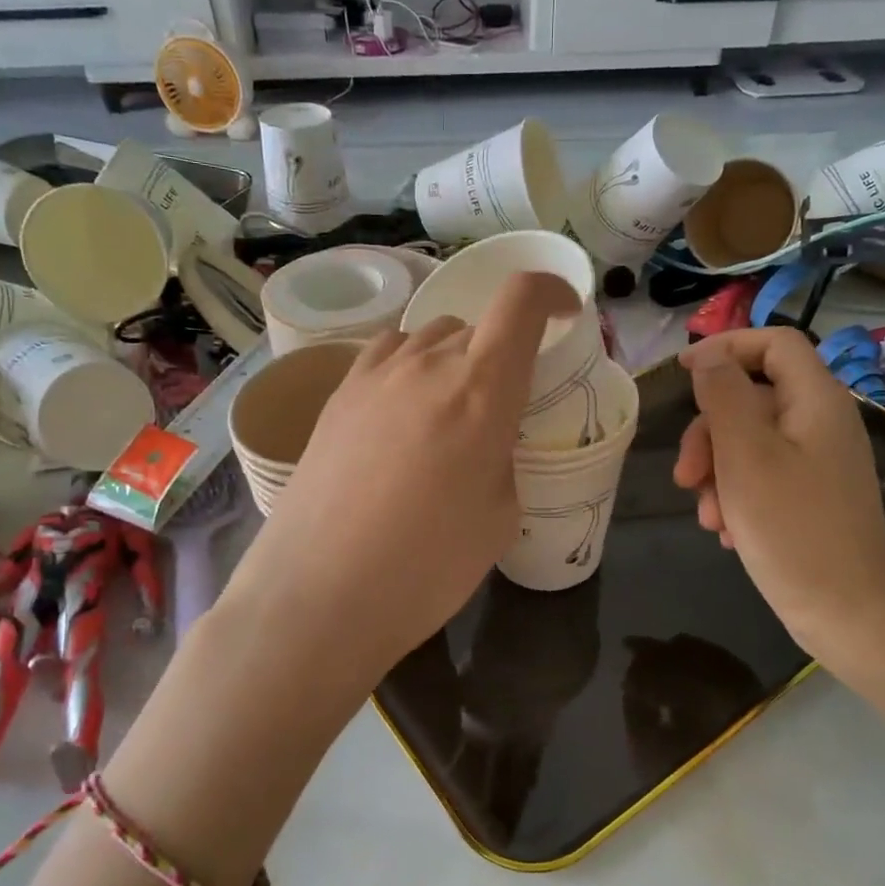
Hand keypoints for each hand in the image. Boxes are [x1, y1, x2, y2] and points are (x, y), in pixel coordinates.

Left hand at [220, 271, 578, 683]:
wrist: (320, 593)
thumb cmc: (426, 566)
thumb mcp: (499, 517)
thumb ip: (501, 457)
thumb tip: (482, 441)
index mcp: (482, 389)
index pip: (522, 301)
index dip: (551, 292)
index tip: (564, 313)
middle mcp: (427, 364)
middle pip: (476, 326)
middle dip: (501, 354)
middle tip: (500, 406)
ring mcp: (373, 375)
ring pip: (428, 337)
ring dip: (452, 360)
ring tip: (448, 412)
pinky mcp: (336, 395)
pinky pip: (386, 355)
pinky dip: (409, 367)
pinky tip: (402, 413)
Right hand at [674, 328, 884, 656]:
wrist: (846, 612)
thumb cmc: (792, 529)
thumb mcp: (746, 456)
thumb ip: (724, 396)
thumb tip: (709, 355)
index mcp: (815, 402)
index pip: (774, 343)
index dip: (726, 346)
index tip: (682, 372)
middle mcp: (821, 423)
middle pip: (751, 399)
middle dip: (709, 434)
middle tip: (685, 478)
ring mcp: (818, 462)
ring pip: (749, 443)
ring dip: (717, 474)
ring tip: (710, 519)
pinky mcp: (810, 496)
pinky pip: (762, 476)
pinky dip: (737, 496)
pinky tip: (728, 532)